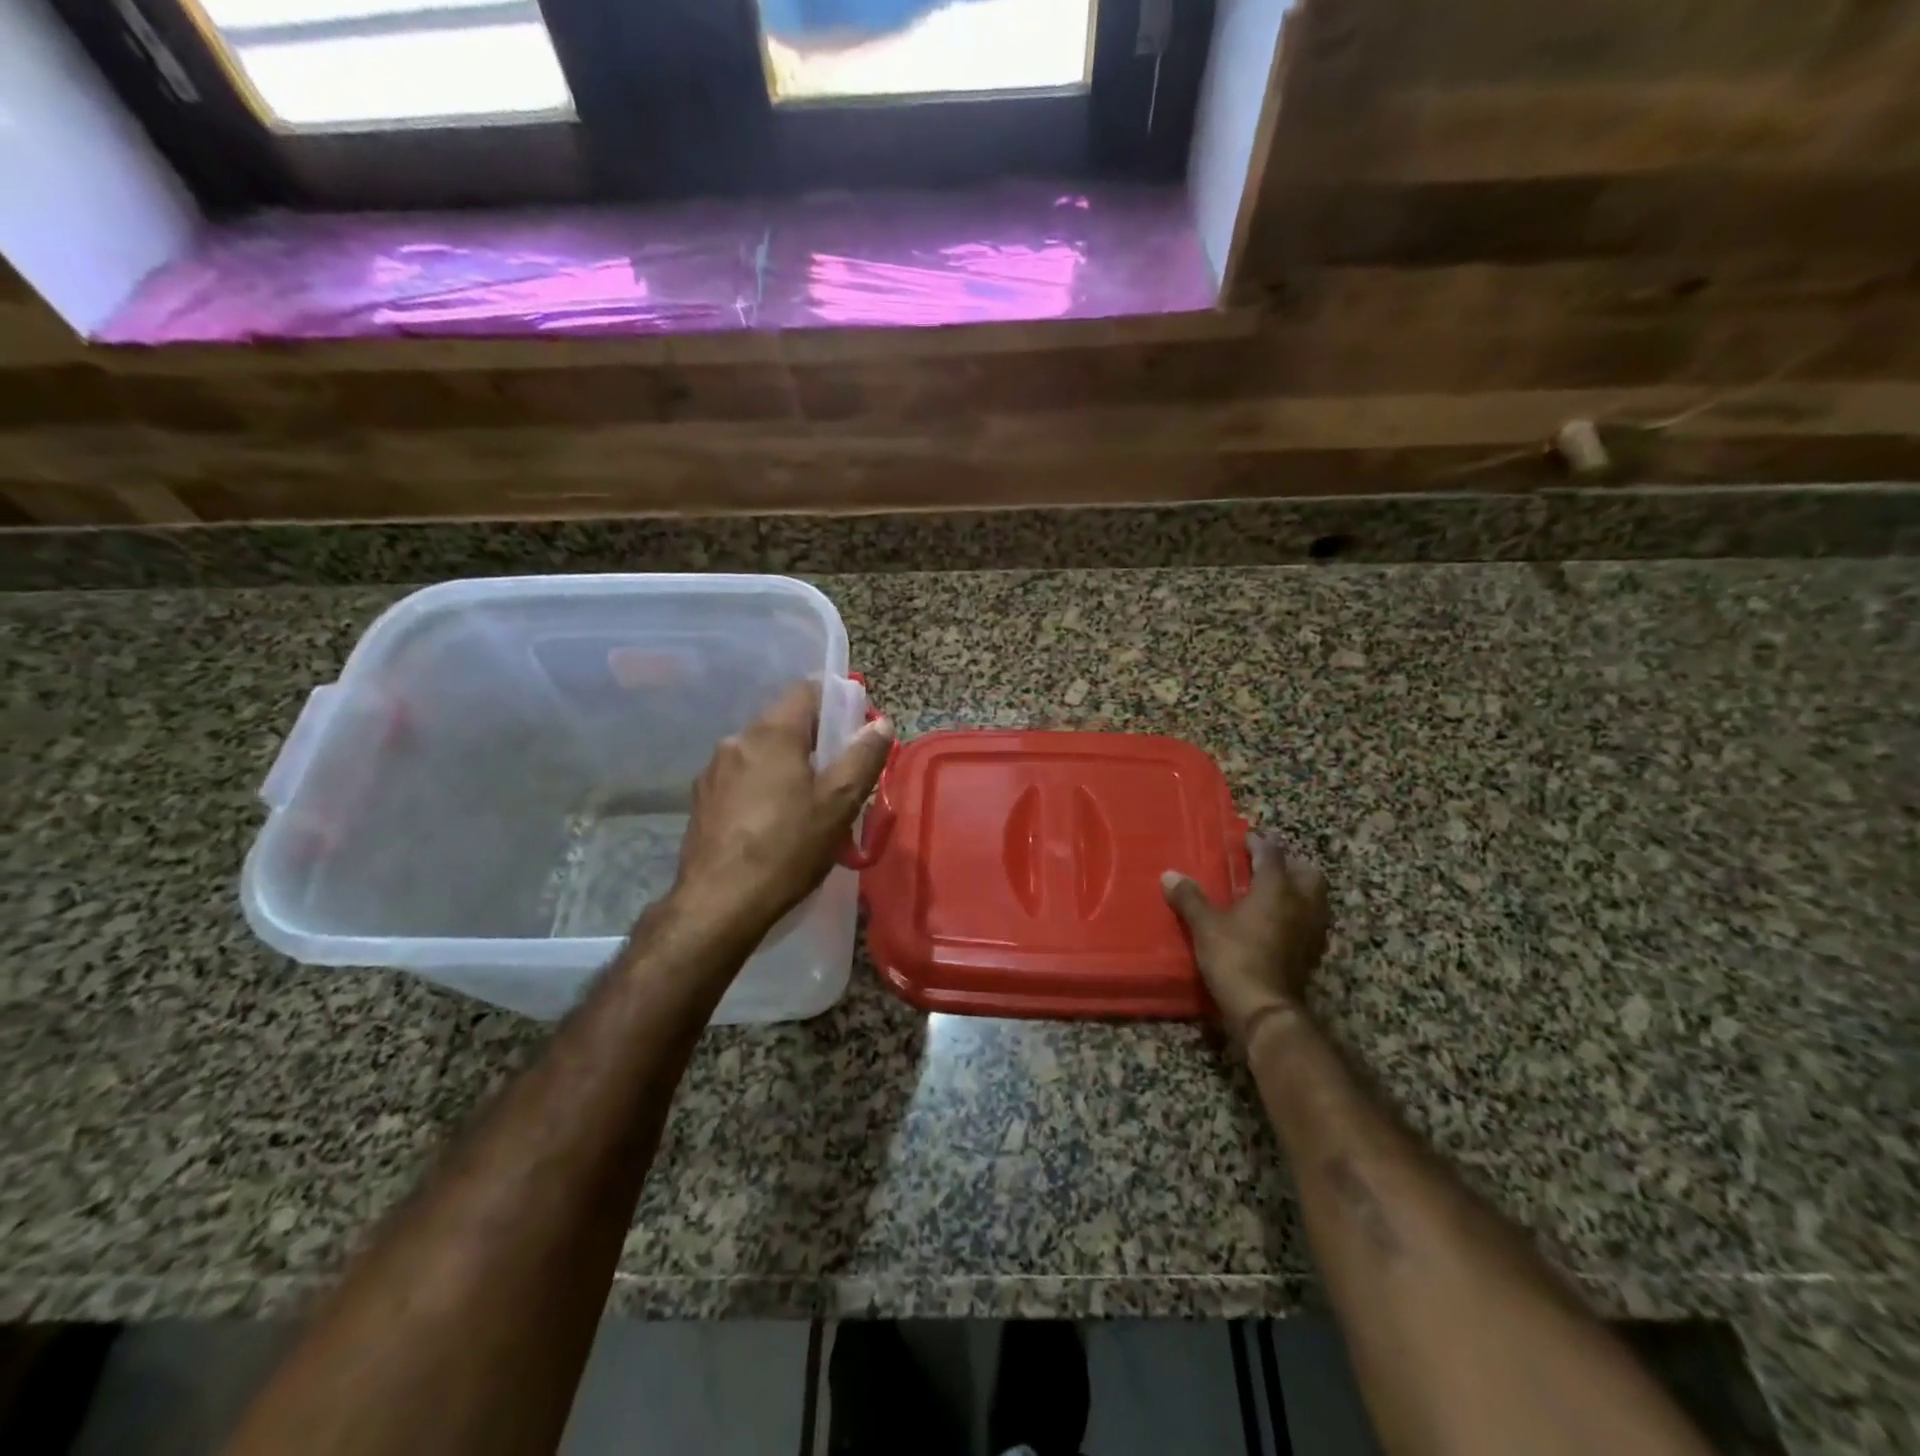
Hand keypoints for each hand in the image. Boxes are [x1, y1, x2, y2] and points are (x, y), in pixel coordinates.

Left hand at [667, 681, 893, 939]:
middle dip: (814, 741)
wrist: (718, 904)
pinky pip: (742, 778)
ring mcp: (713, 770)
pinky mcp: (702, 799)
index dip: (835, 701)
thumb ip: (863, 757)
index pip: (806, 690)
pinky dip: (763, 787)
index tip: (854, 729)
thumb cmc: (787, 849)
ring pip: (762, 752)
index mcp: (772, 733)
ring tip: (807, 805)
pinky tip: (773, 823)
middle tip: (839, 776)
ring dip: (787, 766)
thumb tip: (880, 723)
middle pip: (784, 722)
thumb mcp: (839, 804)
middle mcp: (737, 740)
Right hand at [1162, 838, 1330, 1046]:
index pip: (1272, 854)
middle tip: (1266, 866)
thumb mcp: (1205, 925)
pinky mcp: (1312, 954)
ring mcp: (1311, 930)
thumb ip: (1190, 898)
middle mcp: (1301, 903)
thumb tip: (1169, 875)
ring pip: (1314, 898)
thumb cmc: (1235, 957)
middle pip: (1306, 873)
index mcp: (1277, 888)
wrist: (1265, 1009)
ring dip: (1297, 891)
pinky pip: (1309, 922)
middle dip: (1289, 865)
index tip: (1246, 839)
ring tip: (1271, 894)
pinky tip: (1276, 924)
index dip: (1259, 843)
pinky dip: (1296, 916)